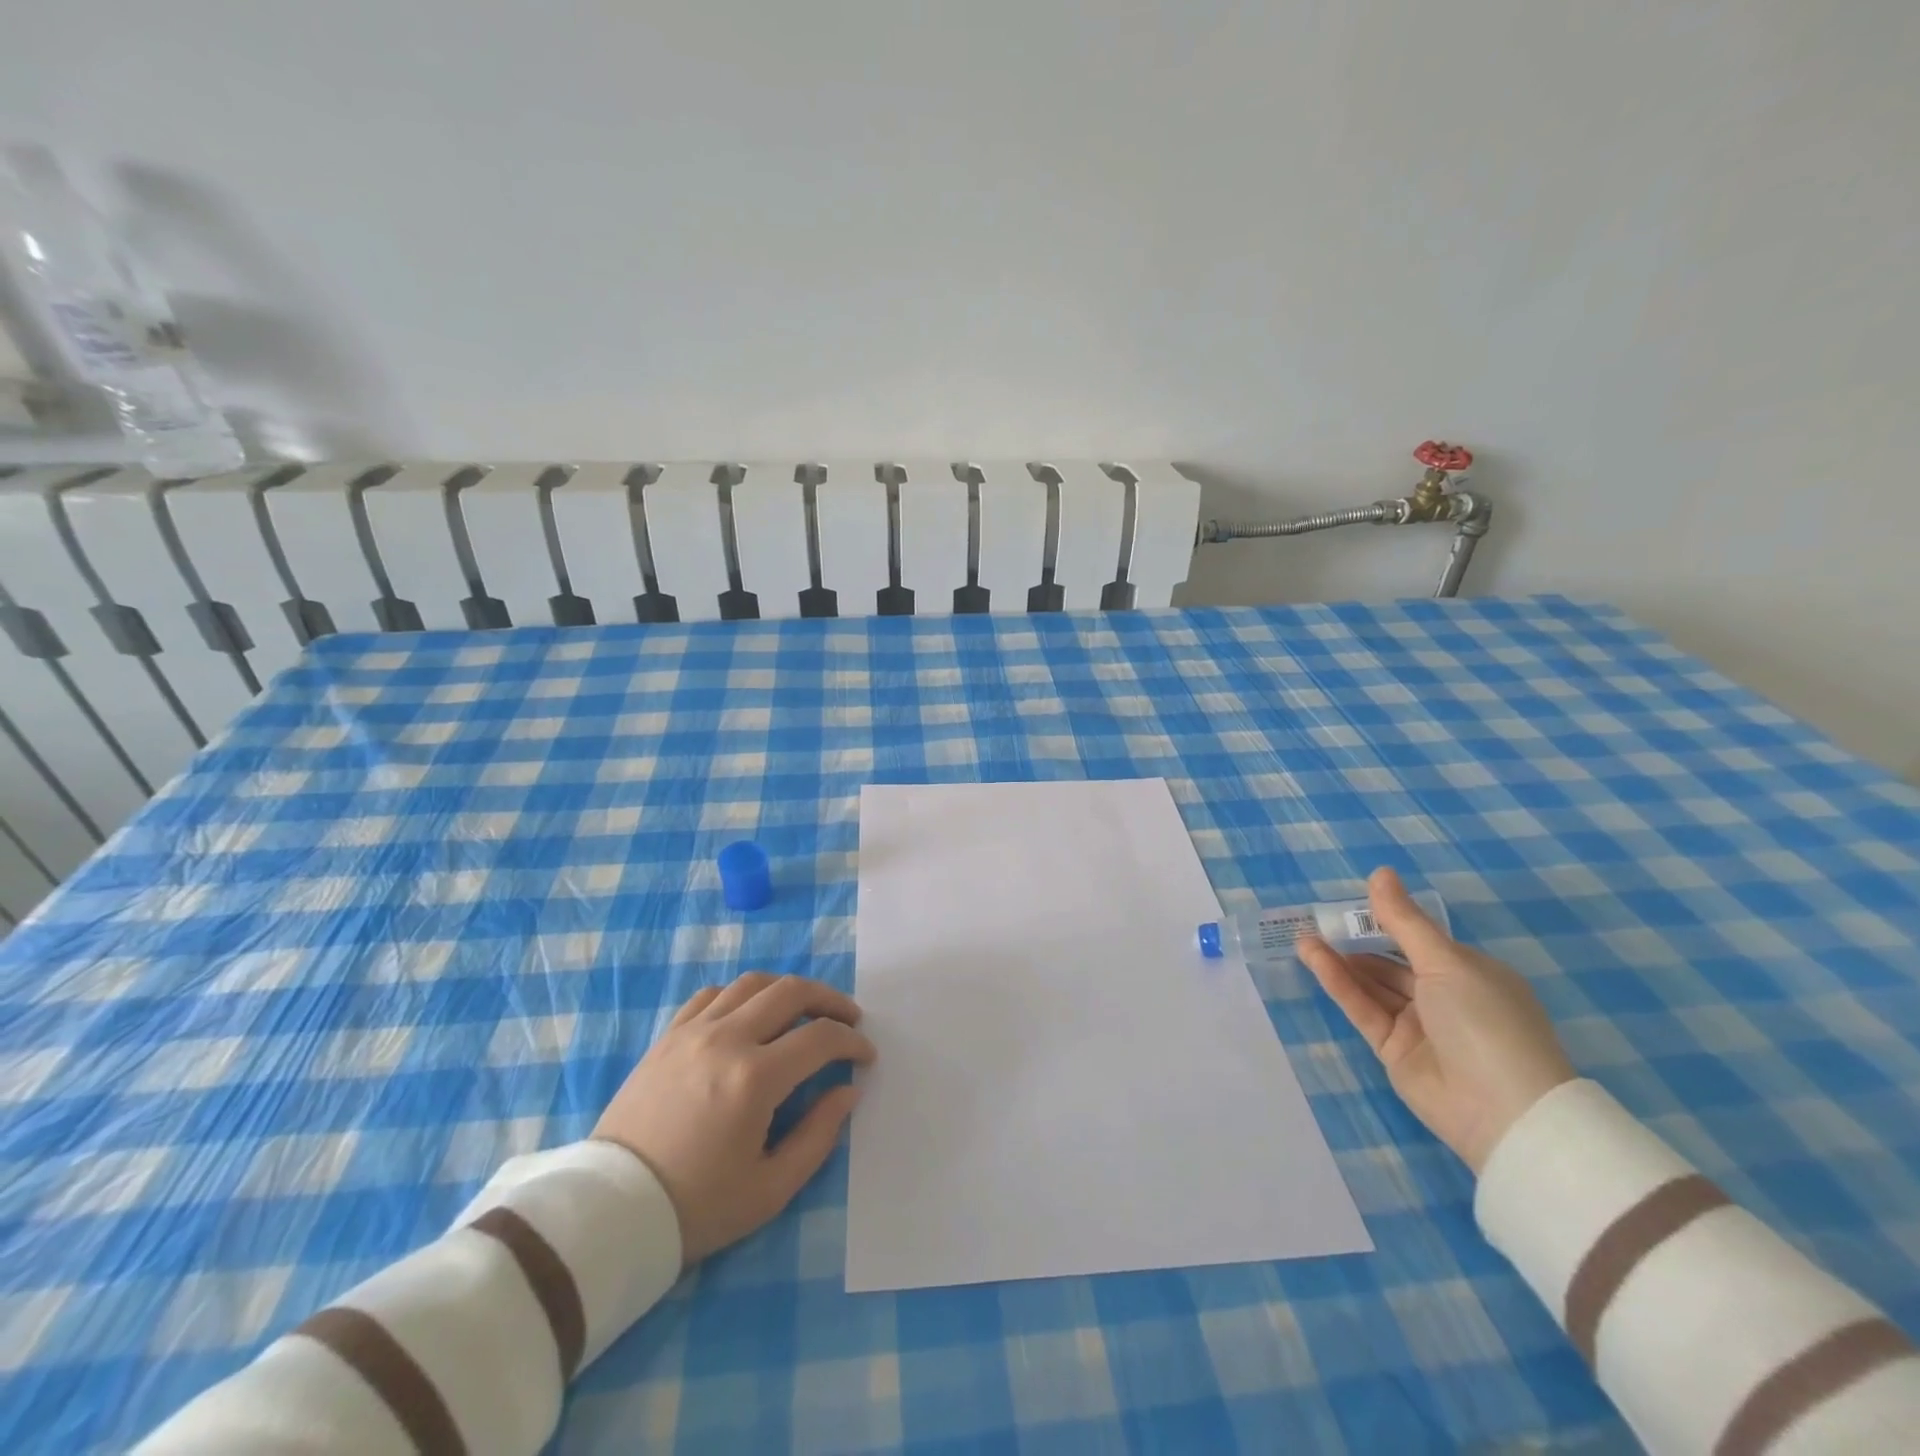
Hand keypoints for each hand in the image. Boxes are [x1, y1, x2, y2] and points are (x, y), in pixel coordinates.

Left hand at [592, 972, 875, 1261]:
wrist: (612, 1212)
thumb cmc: (696, 1207)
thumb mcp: (770, 1189)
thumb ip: (819, 1135)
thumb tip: (847, 1091)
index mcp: (755, 1079)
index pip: (820, 1038)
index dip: (851, 1042)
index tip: (865, 1056)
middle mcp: (726, 1039)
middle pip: (791, 992)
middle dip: (830, 1000)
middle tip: (847, 1019)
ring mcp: (693, 1032)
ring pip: (752, 983)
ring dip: (788, 990)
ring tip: (803, 1011)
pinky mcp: (668, 1036)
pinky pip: (712, 995)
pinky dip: (742, 995)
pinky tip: (750, 1015)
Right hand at [1298, 867, 1574, 1173]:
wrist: (1503, 1111)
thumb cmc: (1484, 1021)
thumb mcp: (1445, 962)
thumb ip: (1403, 920)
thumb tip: (1380, 873)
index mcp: (1470, 973)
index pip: (1421, 940)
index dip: (1387, 921)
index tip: (1350, 904)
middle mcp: (1445, 998)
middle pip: (1391, 963)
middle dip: (1357, 941)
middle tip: (1317, 919)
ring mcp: (1419, 1026)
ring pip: (1372, 985)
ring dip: (1340, 960)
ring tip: (1304, 936)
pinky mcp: (1393, 1050)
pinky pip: (1363, 1009)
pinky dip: (1339, 983)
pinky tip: (1314, 957)